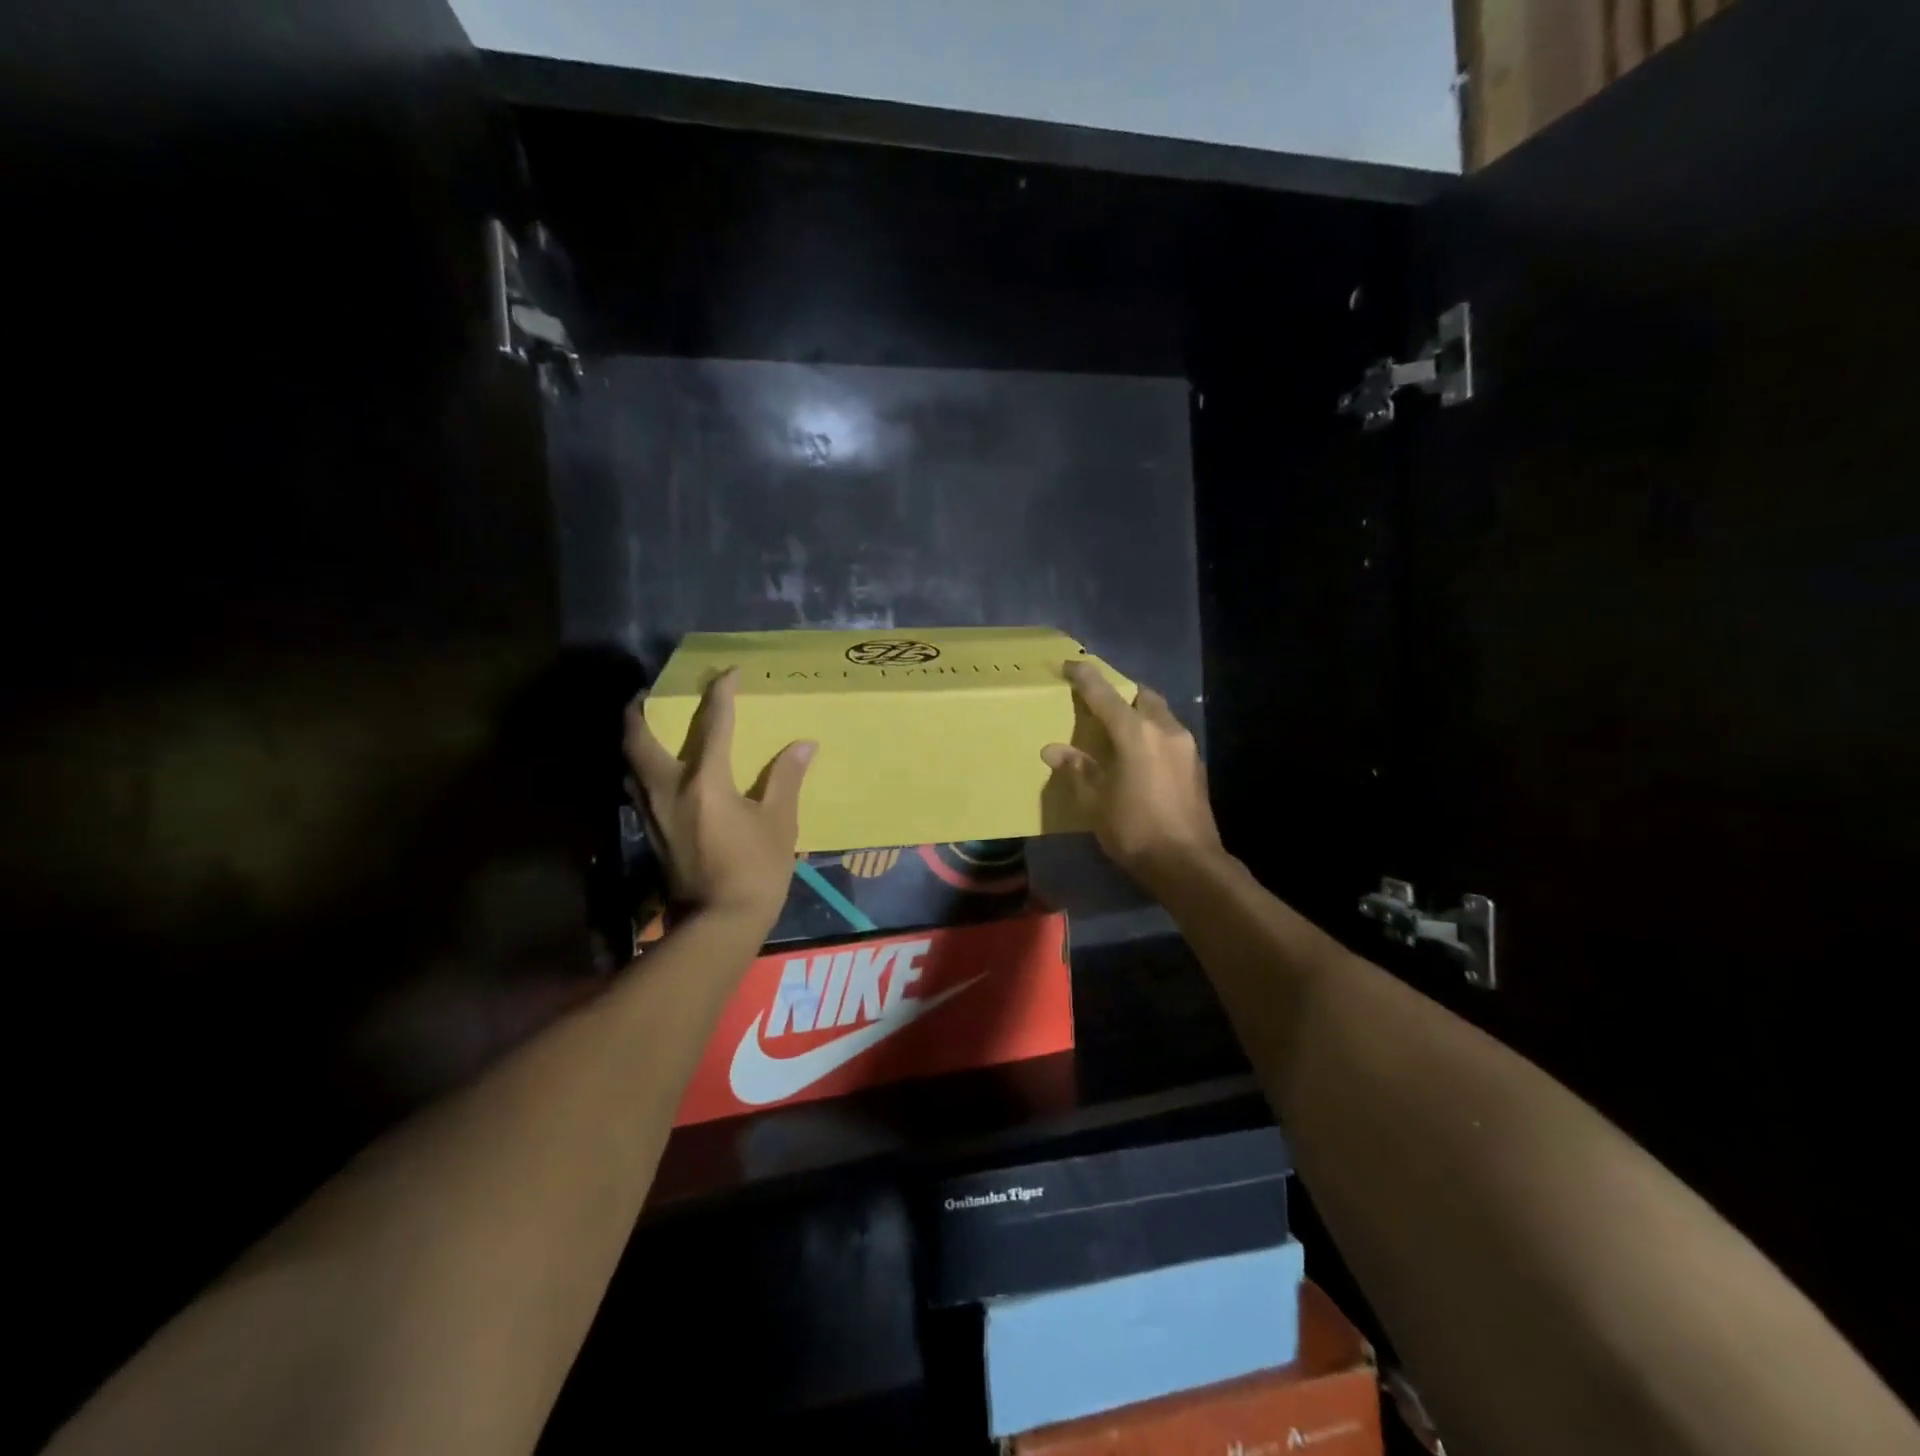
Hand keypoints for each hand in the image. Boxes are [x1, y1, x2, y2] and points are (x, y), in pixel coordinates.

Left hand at [624, 668, 815, 929]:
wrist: (718, 923)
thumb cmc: (756, 871)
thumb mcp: (780, 824)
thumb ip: (785, 779)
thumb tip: (803, 745)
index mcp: (706, 782)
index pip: (714, 725)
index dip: (722, 694)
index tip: (728, 673)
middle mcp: (670, 790)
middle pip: (640, 740)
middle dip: (640, 712)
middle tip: (646, 694)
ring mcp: (653, 814)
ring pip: (630, 765)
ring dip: (634, 741)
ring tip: (644, 728)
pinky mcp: (650, 834)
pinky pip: (637, 789)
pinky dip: (640, 771)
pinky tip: (653, 775)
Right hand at [1042, 660, 1222, 890]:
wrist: (1188, 863)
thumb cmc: (1135, 830)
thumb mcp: (1095, 802)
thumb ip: (1076, 770)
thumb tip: (1052, 750)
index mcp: (1135, 733)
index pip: (1104, 694)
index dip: (1085, 677)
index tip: (1070, 665)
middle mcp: (1164, 729)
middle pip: (1141, 696)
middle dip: (1121, 693)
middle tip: (1100, 704)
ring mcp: (1186, 746)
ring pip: (1160, 714)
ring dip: (1139, 714)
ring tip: (1120, 730)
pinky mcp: (1196, 765)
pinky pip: (1170, 735)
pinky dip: (1153, 734)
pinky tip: (1141, 756)